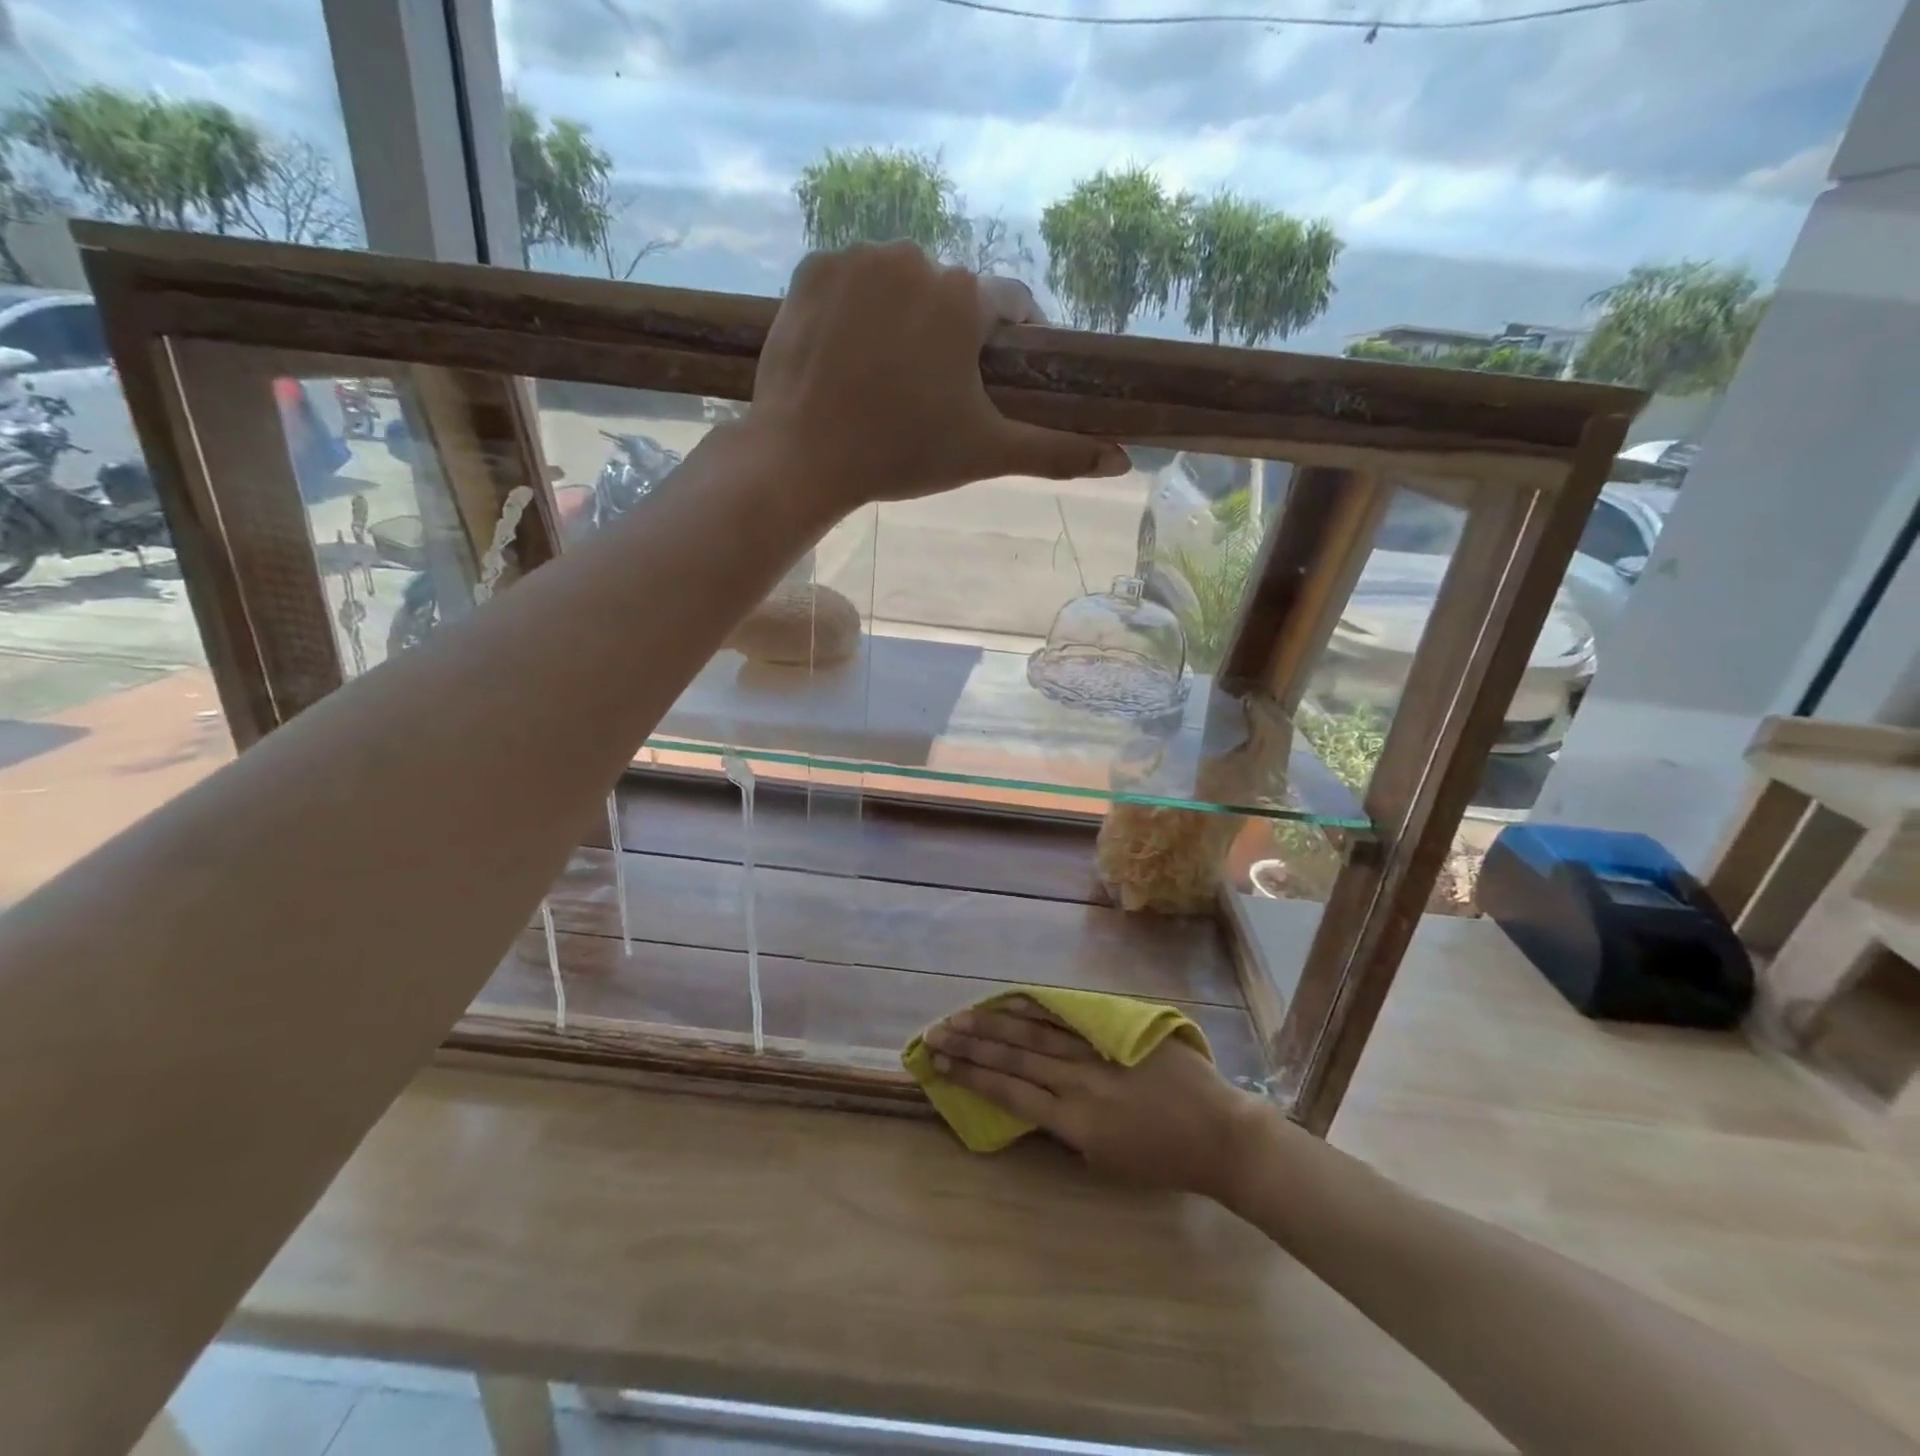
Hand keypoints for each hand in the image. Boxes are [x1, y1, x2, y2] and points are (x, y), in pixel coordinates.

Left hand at [746, 243, 1129, 517]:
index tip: (997, 373)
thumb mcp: (986, 453)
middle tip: (931, 390)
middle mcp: (913, 258)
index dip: (1010, 339)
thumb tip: (1123, 462)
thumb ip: (1056, 452)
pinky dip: (854, 309)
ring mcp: (856, 259)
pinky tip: (848, 354)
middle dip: (948, 335)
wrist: (804, 457)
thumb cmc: (902, 455)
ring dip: (901, 317)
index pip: (1008, 304)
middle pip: (948, 295)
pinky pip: (849, 280)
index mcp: (962, 298)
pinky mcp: (810, 269)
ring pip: (897, 282)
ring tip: (887, 374)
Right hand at [924, 998, 1264, 1198]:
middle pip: (1013, 1056)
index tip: (940, 1064)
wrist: (1220, 1135)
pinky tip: (1013, 999)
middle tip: (935, 1033)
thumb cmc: (1163, 1159)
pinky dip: (1038, 1007)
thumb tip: (1034, 1095)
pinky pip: (1071, 1016)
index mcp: (1074, 1122)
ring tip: (960, 1016)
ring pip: (1035, 1032)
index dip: (971, 1076)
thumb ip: (1066, 1126)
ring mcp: (1098, 1052)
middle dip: (971, 1044)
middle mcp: (1078, 1081)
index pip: (1010, 1091)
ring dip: (993, 1023)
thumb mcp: (1105, 1159)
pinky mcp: (1117, 1031)